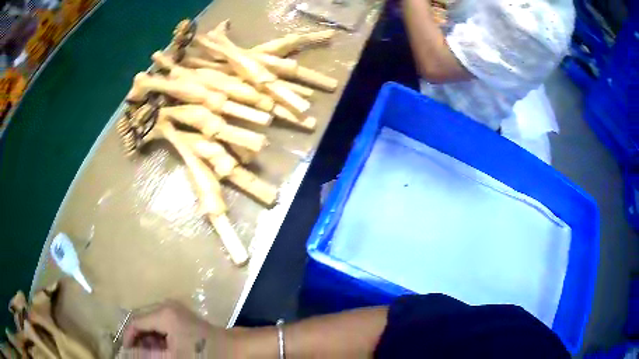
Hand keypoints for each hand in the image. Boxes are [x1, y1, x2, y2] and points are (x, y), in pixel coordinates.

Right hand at [121, 301, 237, 357]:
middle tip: (138, 354)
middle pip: (142, 320)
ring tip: (151, 354)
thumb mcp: (173, 358)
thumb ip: (149, 355)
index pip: (135, 321)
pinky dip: (157, 337)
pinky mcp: (180, 316)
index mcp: (163, 313)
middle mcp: (166, 306)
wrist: (233, 349)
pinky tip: (161, 349)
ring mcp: (174, 309)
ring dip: (147, 338)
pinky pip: (161, 324)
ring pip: (151, 322)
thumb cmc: (204, 355)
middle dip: (138, 338)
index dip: (128, 337)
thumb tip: (128, 354)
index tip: (127, 352)